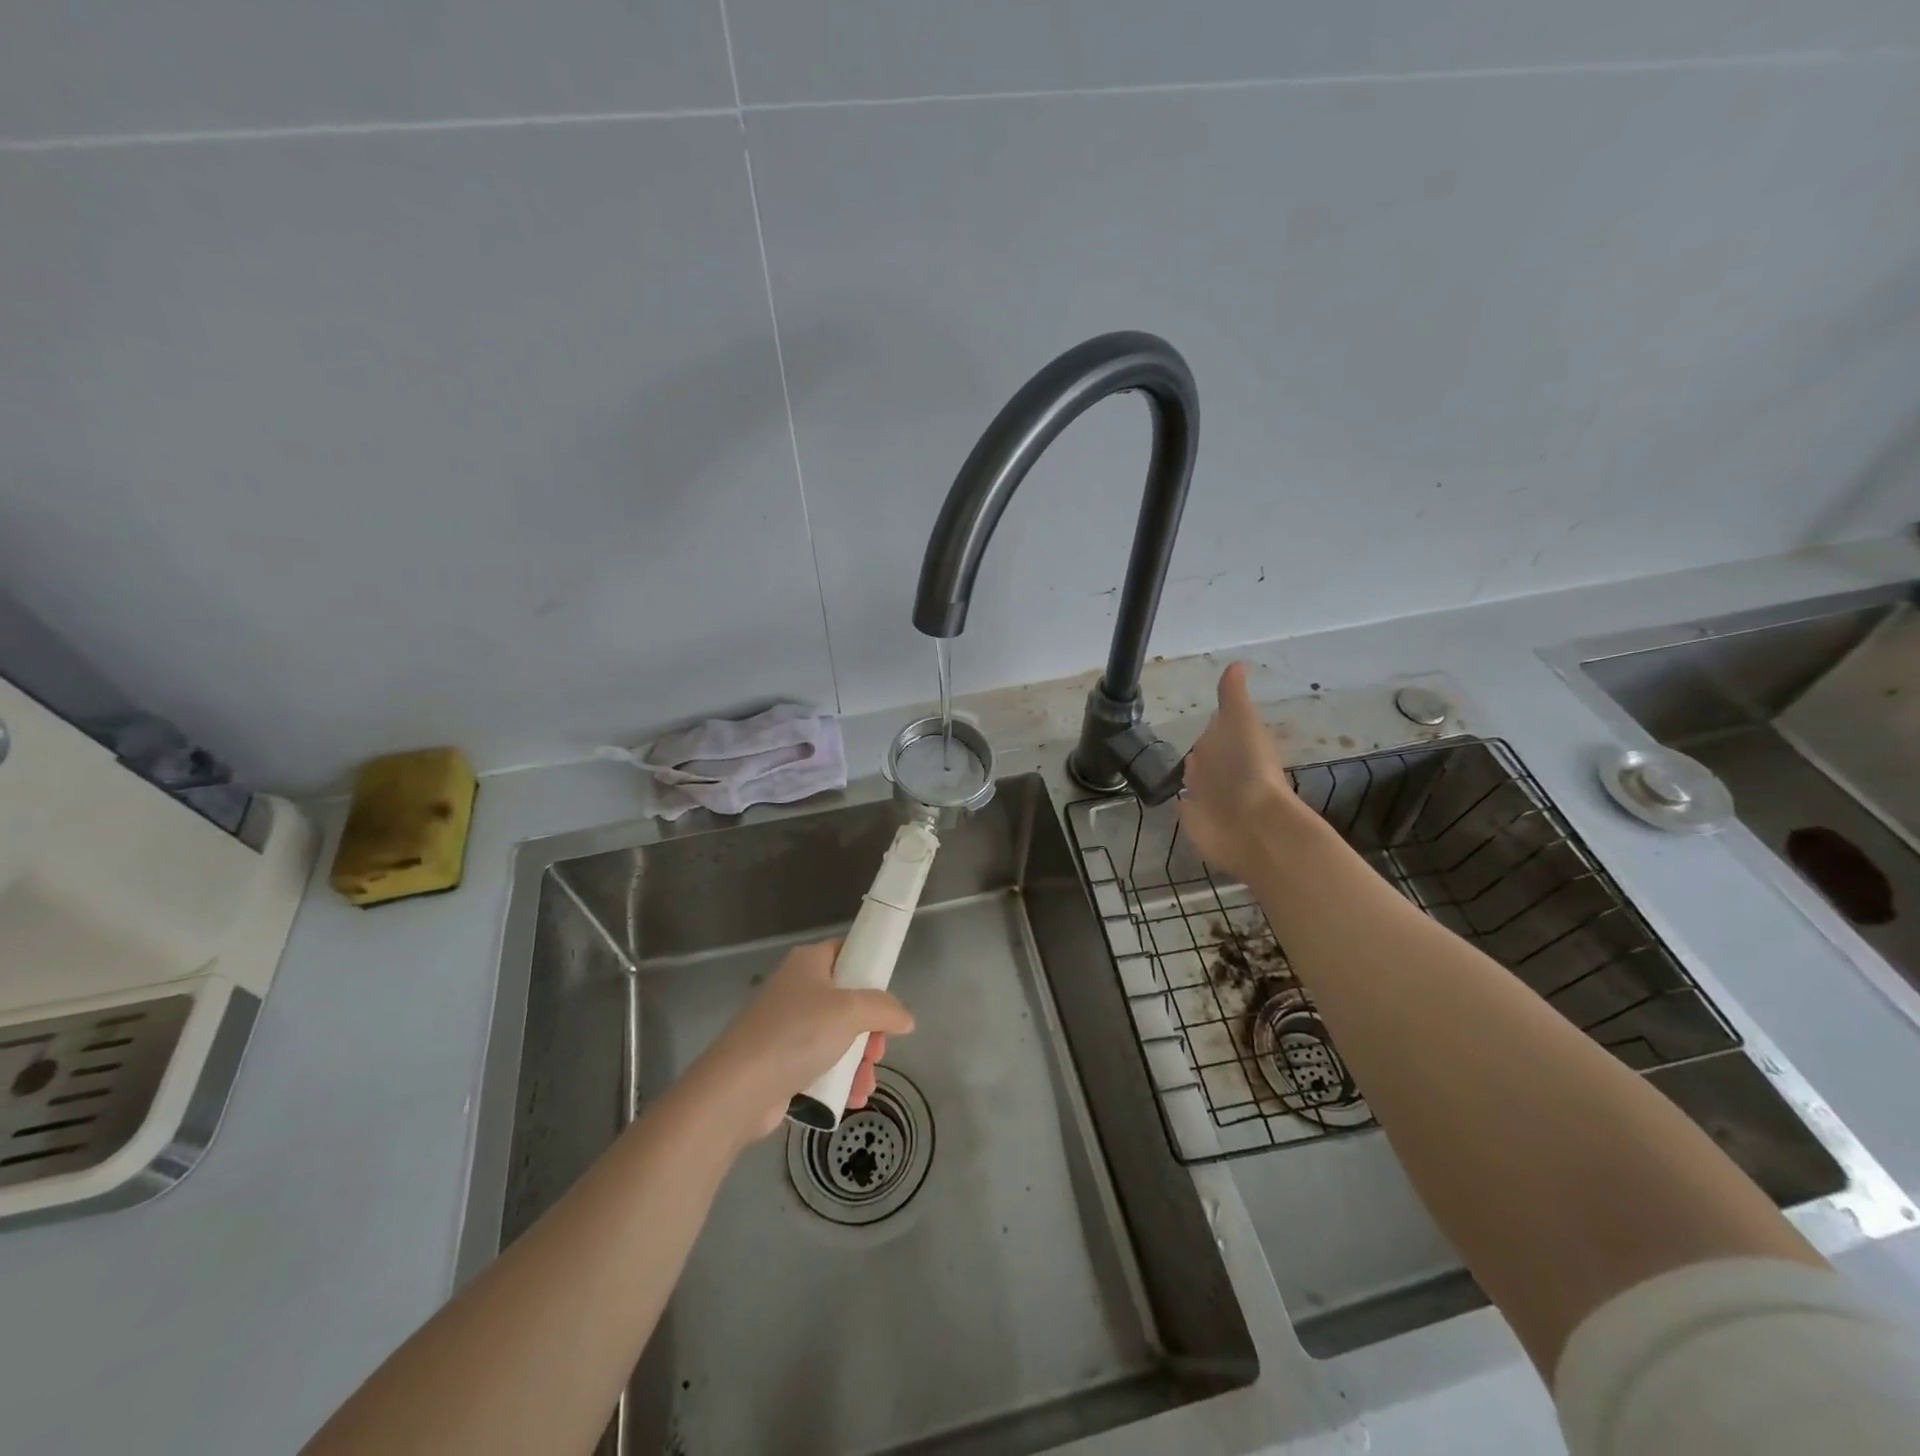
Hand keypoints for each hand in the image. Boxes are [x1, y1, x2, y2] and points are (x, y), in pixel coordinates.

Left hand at [693, 939, 914, 1142]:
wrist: (738, 1089)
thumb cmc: (797, 1034)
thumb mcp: (851, 1012)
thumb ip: (885, 1009)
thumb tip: (905, 1019)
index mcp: (809, 963)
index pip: (847, 952)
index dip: (871, 969)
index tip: (888, 997)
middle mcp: (796, 989)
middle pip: (847, 1001)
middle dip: (870, 1029)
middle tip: (877, 1050)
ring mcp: (786, 1027)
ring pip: (836, 1037)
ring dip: (858, 1061)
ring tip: (865, 1084)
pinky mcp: (780, 1062)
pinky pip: (820, 1064)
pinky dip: (838, 1079)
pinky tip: (852, 1097)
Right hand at [1179, 662, 1308, 881]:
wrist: (1251, 824)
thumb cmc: (1247, 768)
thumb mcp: (1240, 722)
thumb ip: (1233, 697)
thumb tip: (1236, 664)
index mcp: (1232, 744)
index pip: (1218, 733)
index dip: (1213, 728)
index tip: (1205, 720)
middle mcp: (1222, 771)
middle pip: (1207, 759)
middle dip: (1200, 754)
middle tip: (1185, 747)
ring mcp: (1209, 798)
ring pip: (1197, 782)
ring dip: (1191, 778)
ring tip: (1175, 771)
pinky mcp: (1196, 822)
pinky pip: (1187, 808)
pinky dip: (1183, 803)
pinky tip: (1175, 799)